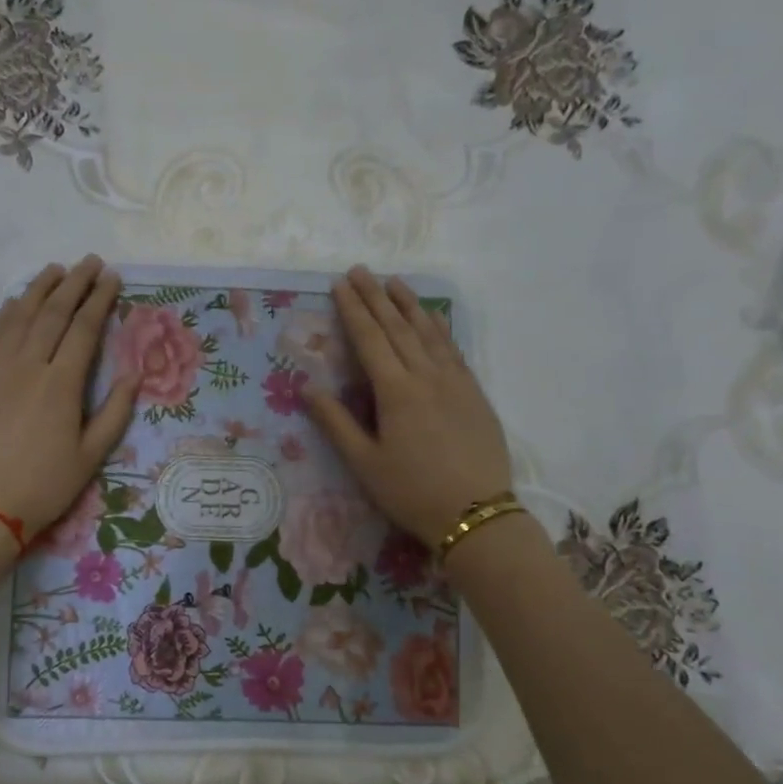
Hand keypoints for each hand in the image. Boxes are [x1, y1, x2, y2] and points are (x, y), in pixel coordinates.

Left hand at [0, 256, 138, 543]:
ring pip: (19, 317)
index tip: (111, 277)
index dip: (100, 300)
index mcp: (60, 385)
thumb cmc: (43, 487)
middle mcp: (27, 366)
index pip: (84, 329)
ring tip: (56, 269)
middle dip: (74, 284)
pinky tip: (16, 301)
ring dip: (39, 289)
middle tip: (89, 262)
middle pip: (52, 313)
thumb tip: (135, 374)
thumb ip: (114, 412)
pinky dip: (7, 312)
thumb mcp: (90, 457)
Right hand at [305, 266, 513, 545]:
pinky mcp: (474, 393)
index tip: (340, 284)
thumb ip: (336, 423)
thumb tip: (307, 388)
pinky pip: (453, 349)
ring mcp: (455, 382)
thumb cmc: (411, 492)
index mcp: (396, 392)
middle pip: (397, 328)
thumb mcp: (365, 463)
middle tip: (361, 270)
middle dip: (376, 297)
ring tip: (394, 282)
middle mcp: (426, 376)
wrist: (475, 513)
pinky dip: (440, 328)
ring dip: (409, 305)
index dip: (353, 310)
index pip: (369, 340)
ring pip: (428, 332)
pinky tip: (434, 317)